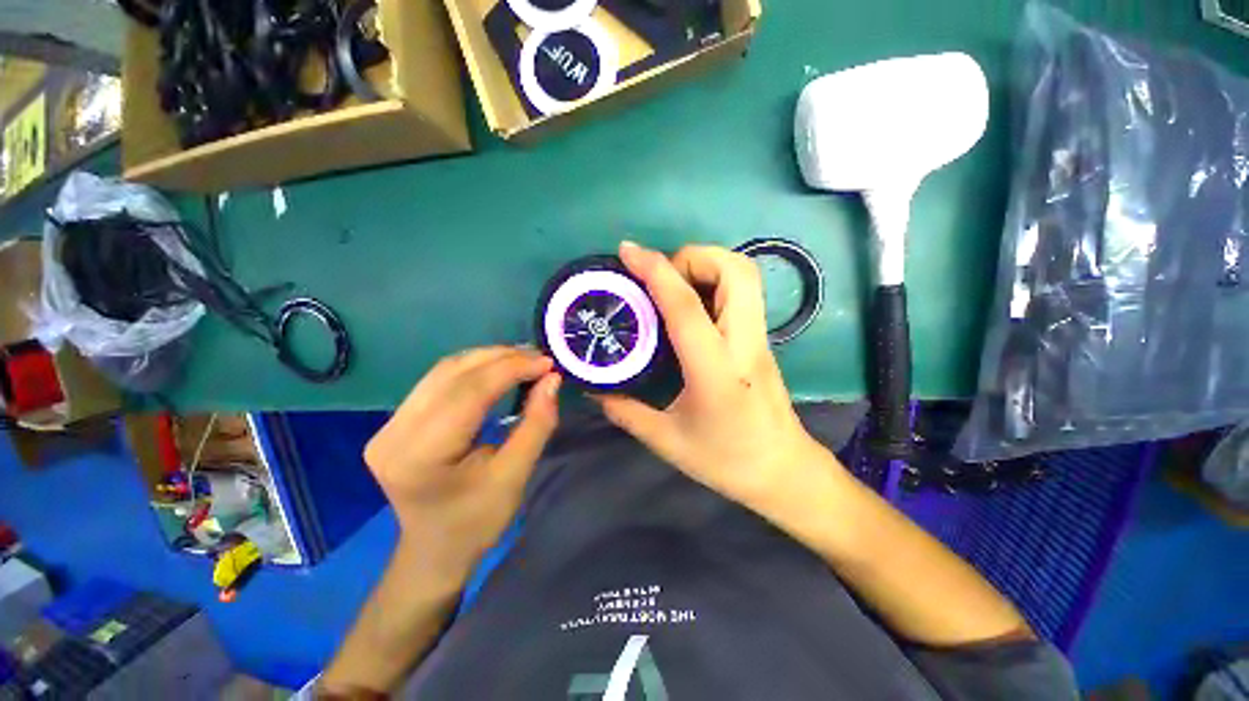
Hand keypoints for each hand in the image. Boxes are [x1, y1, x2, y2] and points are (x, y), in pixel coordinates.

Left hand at [364, 347, 560, 582]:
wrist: (434, 551)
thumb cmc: (475, 525)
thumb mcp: (511, 481)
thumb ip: (533, 428)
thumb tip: (551, 380)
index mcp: (418, 455)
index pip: (466, 394)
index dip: (509, 370)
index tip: (546, 362)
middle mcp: (393, 433)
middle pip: (448, 377)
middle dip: (496, 360)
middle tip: (536, 357)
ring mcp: (384, 427)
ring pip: (437, 375)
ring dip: (480, 363)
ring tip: (518, 360)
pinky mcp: (387, 426)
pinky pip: (429, 387)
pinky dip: (463, 377)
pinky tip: (489, 375)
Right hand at [598, 242, 833, 511]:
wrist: (782, 470)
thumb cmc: (726, 461)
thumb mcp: (667, 441)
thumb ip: (626, 412)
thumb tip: (593, 388)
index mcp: (715, 370)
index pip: (686, 306)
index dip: (655, 270)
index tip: (627, 251)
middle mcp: (744, 342)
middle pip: (735, 270)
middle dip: (693, 257)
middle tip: (660, 277)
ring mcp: (760, 338)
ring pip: (746, 274)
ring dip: (708, 264)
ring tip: (673, 286)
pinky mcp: (763, 339)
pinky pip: (744, 292)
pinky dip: (716, 280)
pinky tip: (691, 305)